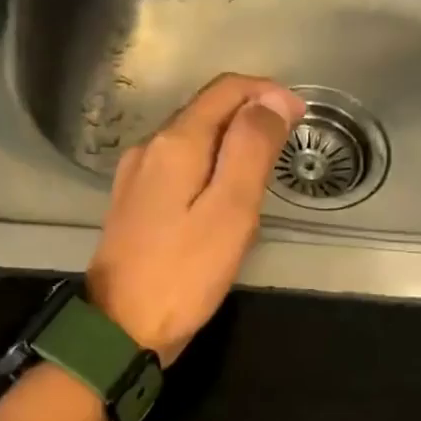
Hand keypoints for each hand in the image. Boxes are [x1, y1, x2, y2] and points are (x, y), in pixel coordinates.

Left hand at [86, 73, 305, 362]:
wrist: (120, 329)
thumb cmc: (182, 275)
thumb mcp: (229, 211)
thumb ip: (251, 150)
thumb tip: (273, 100)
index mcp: (175, 143)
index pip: (225, 91)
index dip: (267, 94)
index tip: (301, 118)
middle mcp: (149, 149)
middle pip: (205, 112)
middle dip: (250, 118)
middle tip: (286, 150)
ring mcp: (136, 178)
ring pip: (191, 142)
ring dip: (229, 145)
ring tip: (261, 176)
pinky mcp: (133, 206)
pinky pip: (178, 170)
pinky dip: (208, 170)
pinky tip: (221, 199)